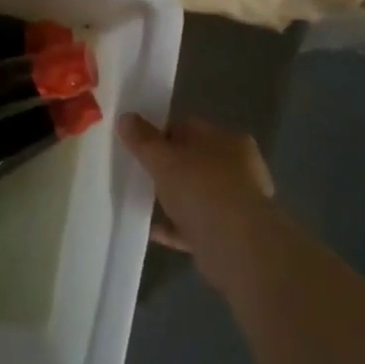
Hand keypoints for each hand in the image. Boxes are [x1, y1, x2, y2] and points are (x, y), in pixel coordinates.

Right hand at [118, 115, 286, 283]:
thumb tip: (126, 117)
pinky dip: (177, 227)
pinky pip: (198, 225)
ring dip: (174, 198)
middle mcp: (238, 167)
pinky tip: (154, 231)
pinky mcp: (232, 233)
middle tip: (140, 174)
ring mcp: (237, 201)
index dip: (162, 134)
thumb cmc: (201, 189)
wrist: (237, 246)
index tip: (139, 146)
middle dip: (169, 168)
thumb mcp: (164, 160)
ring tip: (145, 202)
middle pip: (195, 161)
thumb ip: (143, 140)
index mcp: (227, 140)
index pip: (190, 127)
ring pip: (198, 194)